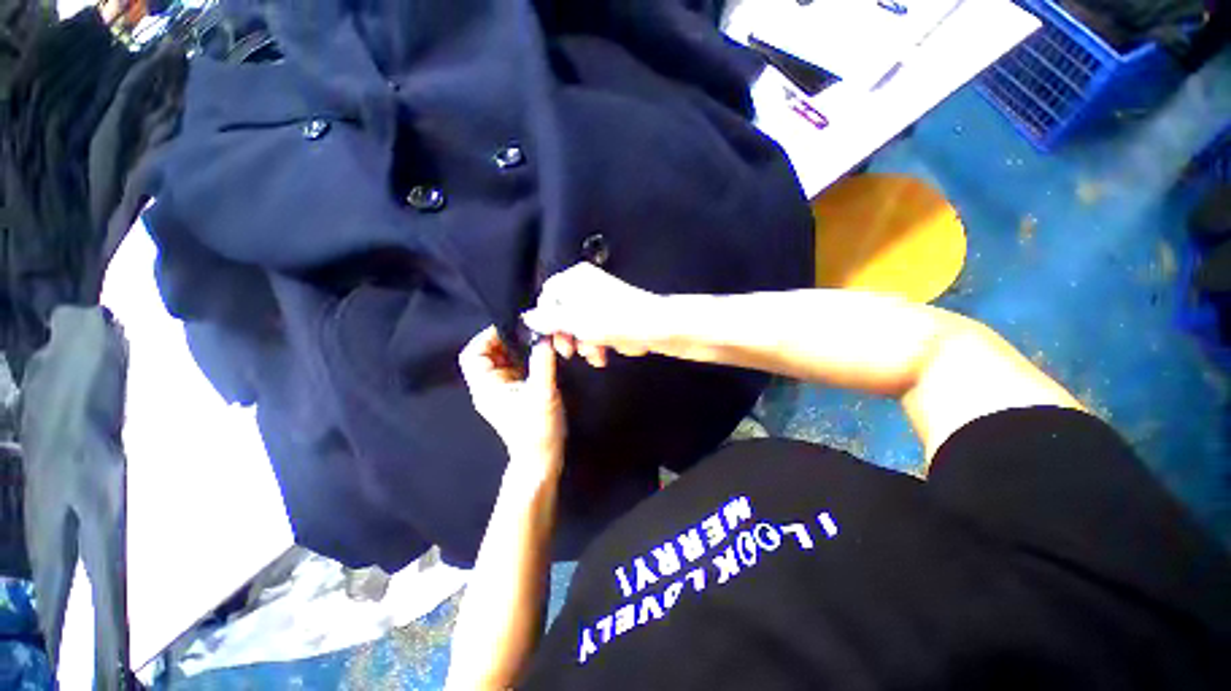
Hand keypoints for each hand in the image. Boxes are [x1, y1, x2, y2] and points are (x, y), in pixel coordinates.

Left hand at [459, 327, 565, 475]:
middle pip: (488, 355)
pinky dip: (525, 358)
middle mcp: (490, 386)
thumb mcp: (542, 394)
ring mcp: (503, 390)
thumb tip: (545, 337)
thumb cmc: (538, 428)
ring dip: (518, 349)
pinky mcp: (517, 393)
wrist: (542, 457)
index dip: (486, 337)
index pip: (472, 354)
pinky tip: (541, 355)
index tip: (511, 328)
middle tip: (529, 332)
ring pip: (503, 360)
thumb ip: (543, 363)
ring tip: (537, 340)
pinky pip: (516, 368)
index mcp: (487, 387)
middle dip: (507, 340)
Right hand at [522, 263, 668, 367]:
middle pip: (563, 312)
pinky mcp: (612, 316)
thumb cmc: (614, 320)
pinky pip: (596, 330)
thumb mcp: (575, 321)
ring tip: (594, 355)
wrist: (656, 326)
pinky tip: (603, 355)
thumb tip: (526, 316)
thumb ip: (548, 320)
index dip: (546, 318)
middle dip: (567, 335)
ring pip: (580, 325)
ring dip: (584, 344)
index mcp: (576, 279)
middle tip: (569, 352)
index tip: (550, 337)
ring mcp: (601, 301)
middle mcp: (587, 286)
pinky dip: (597, 343)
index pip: (548, 295)